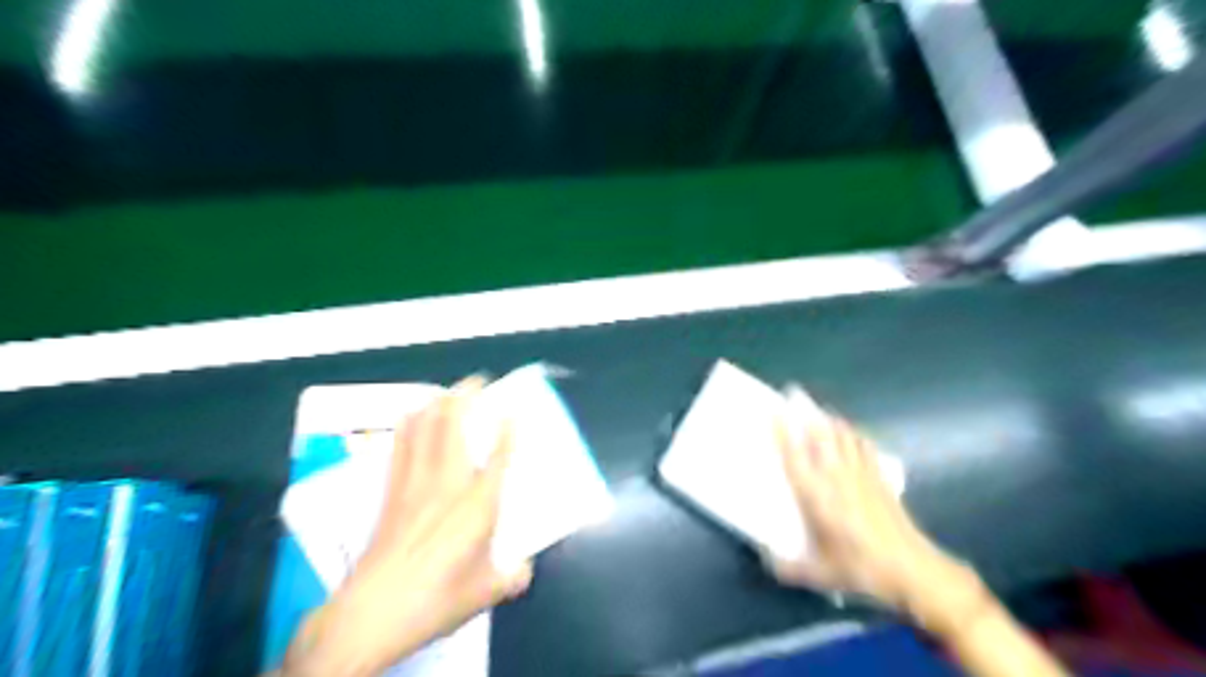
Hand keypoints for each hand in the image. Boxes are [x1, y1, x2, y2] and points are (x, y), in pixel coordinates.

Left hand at [285, 379, 529, 674]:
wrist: (374, 611)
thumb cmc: (437, 599)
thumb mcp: (487, 593)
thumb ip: (512, 576)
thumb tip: (523, 570)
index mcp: (478, 504)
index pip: (499, 455)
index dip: (508, 428)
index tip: (513, 409)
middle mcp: (447, 483)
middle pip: (453, 424)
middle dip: (466, 395)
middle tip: (477, 383)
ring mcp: (415, 482)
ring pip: (424, 427)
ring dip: (436, 402)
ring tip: (447, 392)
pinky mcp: (390, 490)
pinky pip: (400, 444)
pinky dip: (409, 424)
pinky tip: (413, 417)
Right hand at [766, 387, 983, 634]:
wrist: (913, 569)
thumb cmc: (862, 569)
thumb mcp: (821, 575)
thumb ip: (789, 567)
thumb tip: (766, 559)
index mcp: (817, 496)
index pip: (795, 456)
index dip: (782, 432)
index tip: (773, 411)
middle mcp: (837, 478)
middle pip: (820, 436)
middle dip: (806, 413)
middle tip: (793, 393)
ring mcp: (861, 474)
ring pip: (842, 436)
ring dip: (828, 419)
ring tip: (817, 408)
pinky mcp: (879, 478)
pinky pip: (863, 446)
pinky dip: (853, 433)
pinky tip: (849, 430)